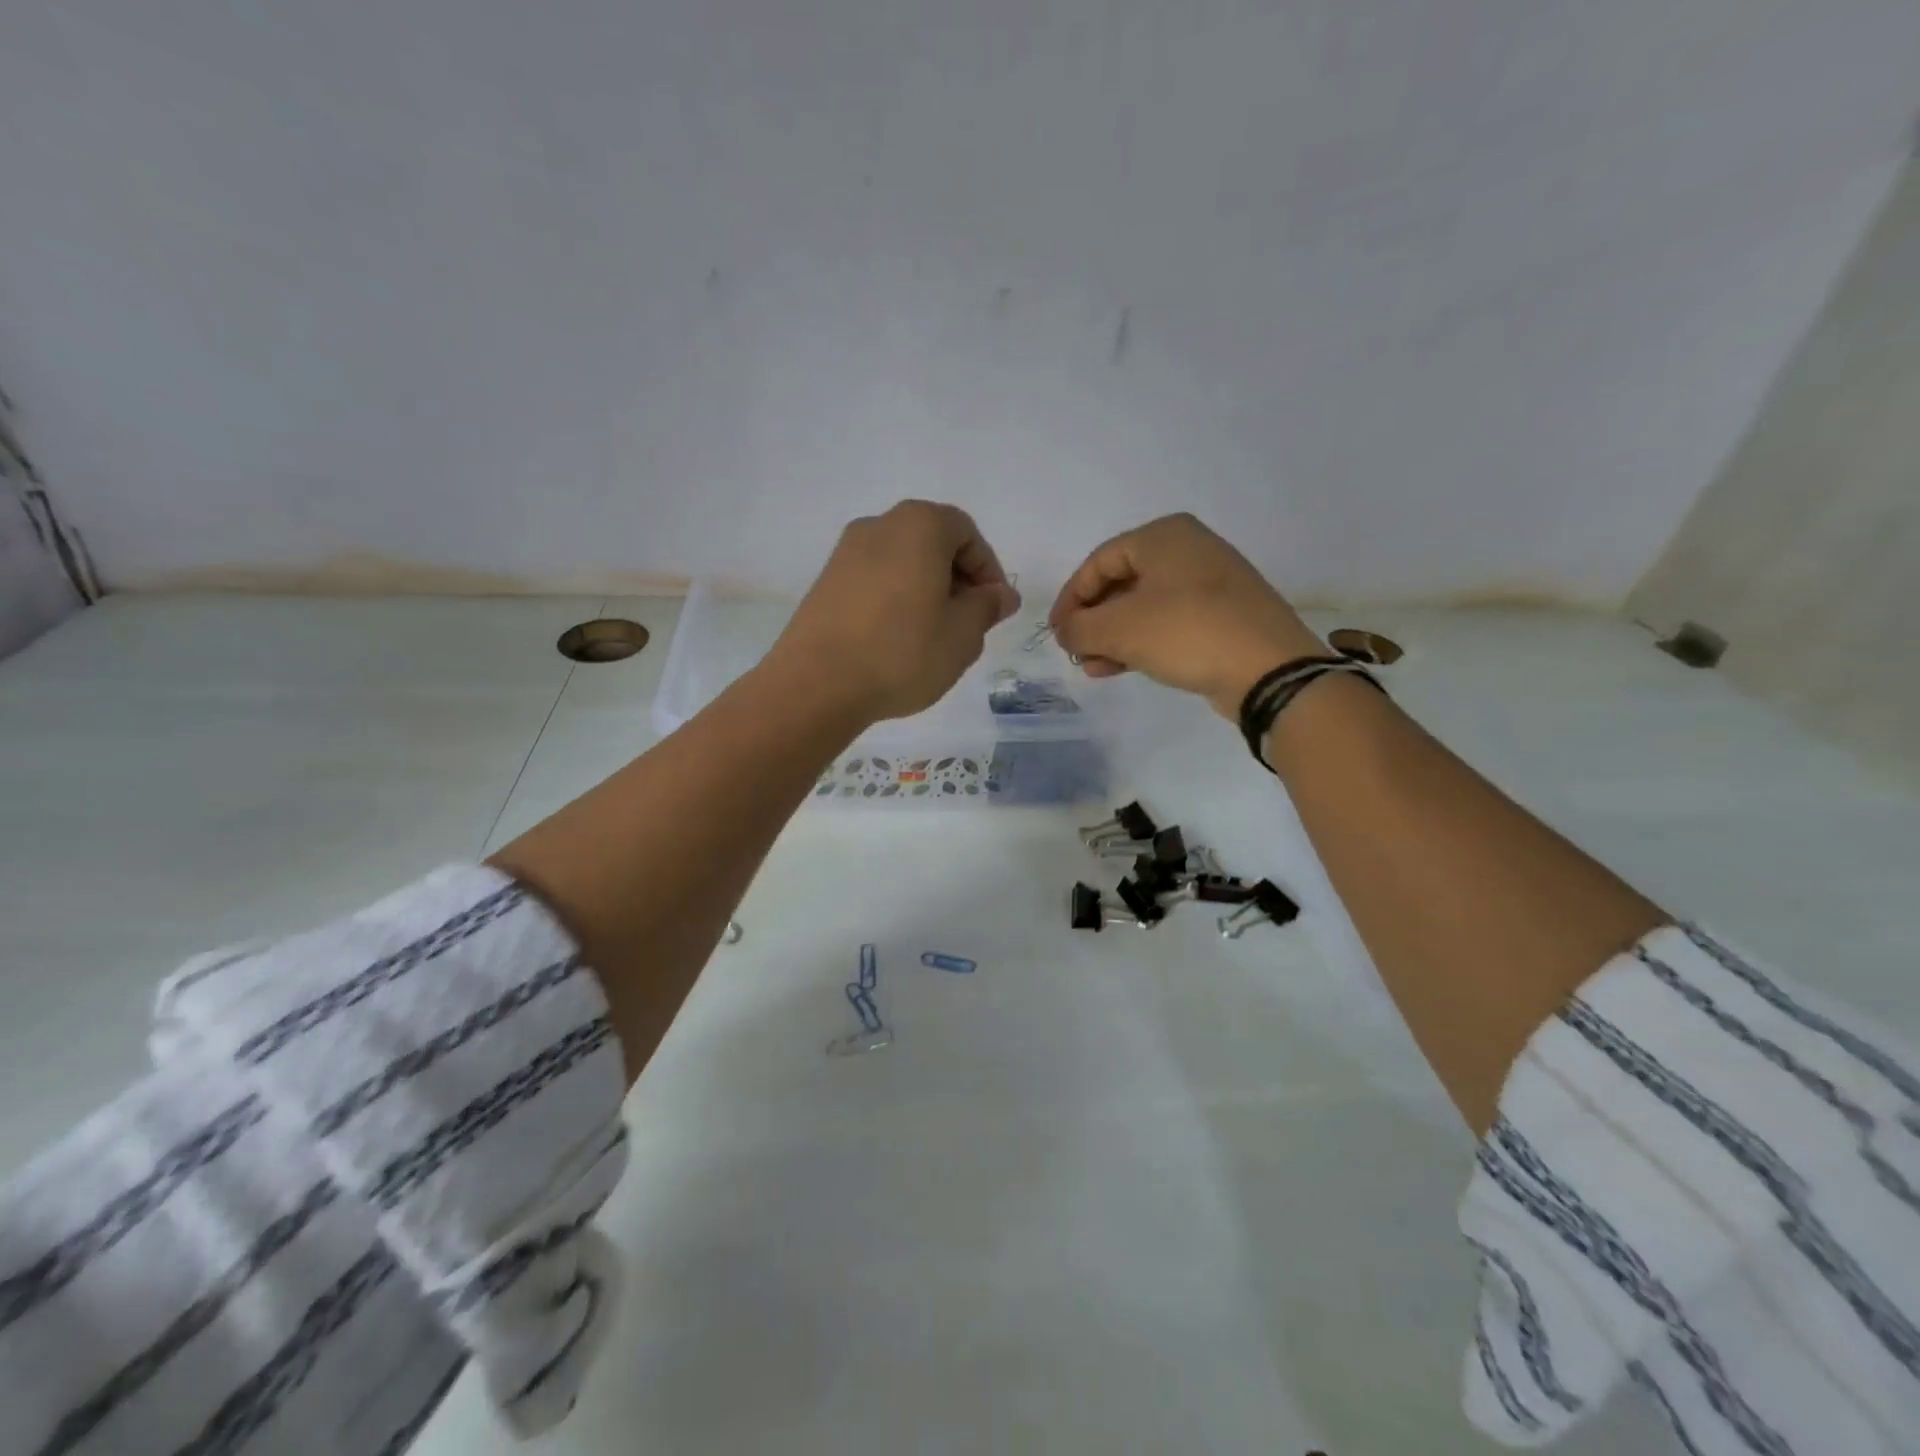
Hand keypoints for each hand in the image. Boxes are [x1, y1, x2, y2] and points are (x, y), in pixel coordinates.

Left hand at [773, 501, 1021, 724]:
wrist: (816, 684)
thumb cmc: (902, 652)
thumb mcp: (962, 634)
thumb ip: (987, 607)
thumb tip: (1000, 594)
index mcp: (918, 526)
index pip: (966, 533)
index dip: (988, 570)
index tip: (995, 608)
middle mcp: (878, 526)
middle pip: (932, 543)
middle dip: (958, 580)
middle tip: (969, 623)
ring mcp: (845, 554)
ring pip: (903, 564)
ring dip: (927, 592)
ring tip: (935, 637)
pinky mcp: (825, 583)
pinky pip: (875, 582)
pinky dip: (896, 601)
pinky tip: (899, 641)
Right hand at [1049, 513, 1324, 717]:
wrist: (1268, 669)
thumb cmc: (1186, 632)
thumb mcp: (1118, 629)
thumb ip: (1078, 627)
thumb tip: (1065, 631)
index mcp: (1163, 535)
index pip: (1098, 562)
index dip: (1070, 598)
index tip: (1056, 632)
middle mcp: (1188, 549)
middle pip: (1121, 583)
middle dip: (1093, 621)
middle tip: (1075, 651)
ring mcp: (1210, 582)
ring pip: (1144, 606)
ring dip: (1113, 637)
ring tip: (1094, 668)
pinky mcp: (1222, 615)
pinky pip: (1169, 622)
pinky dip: (1141, 641)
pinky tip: (1120, 668)